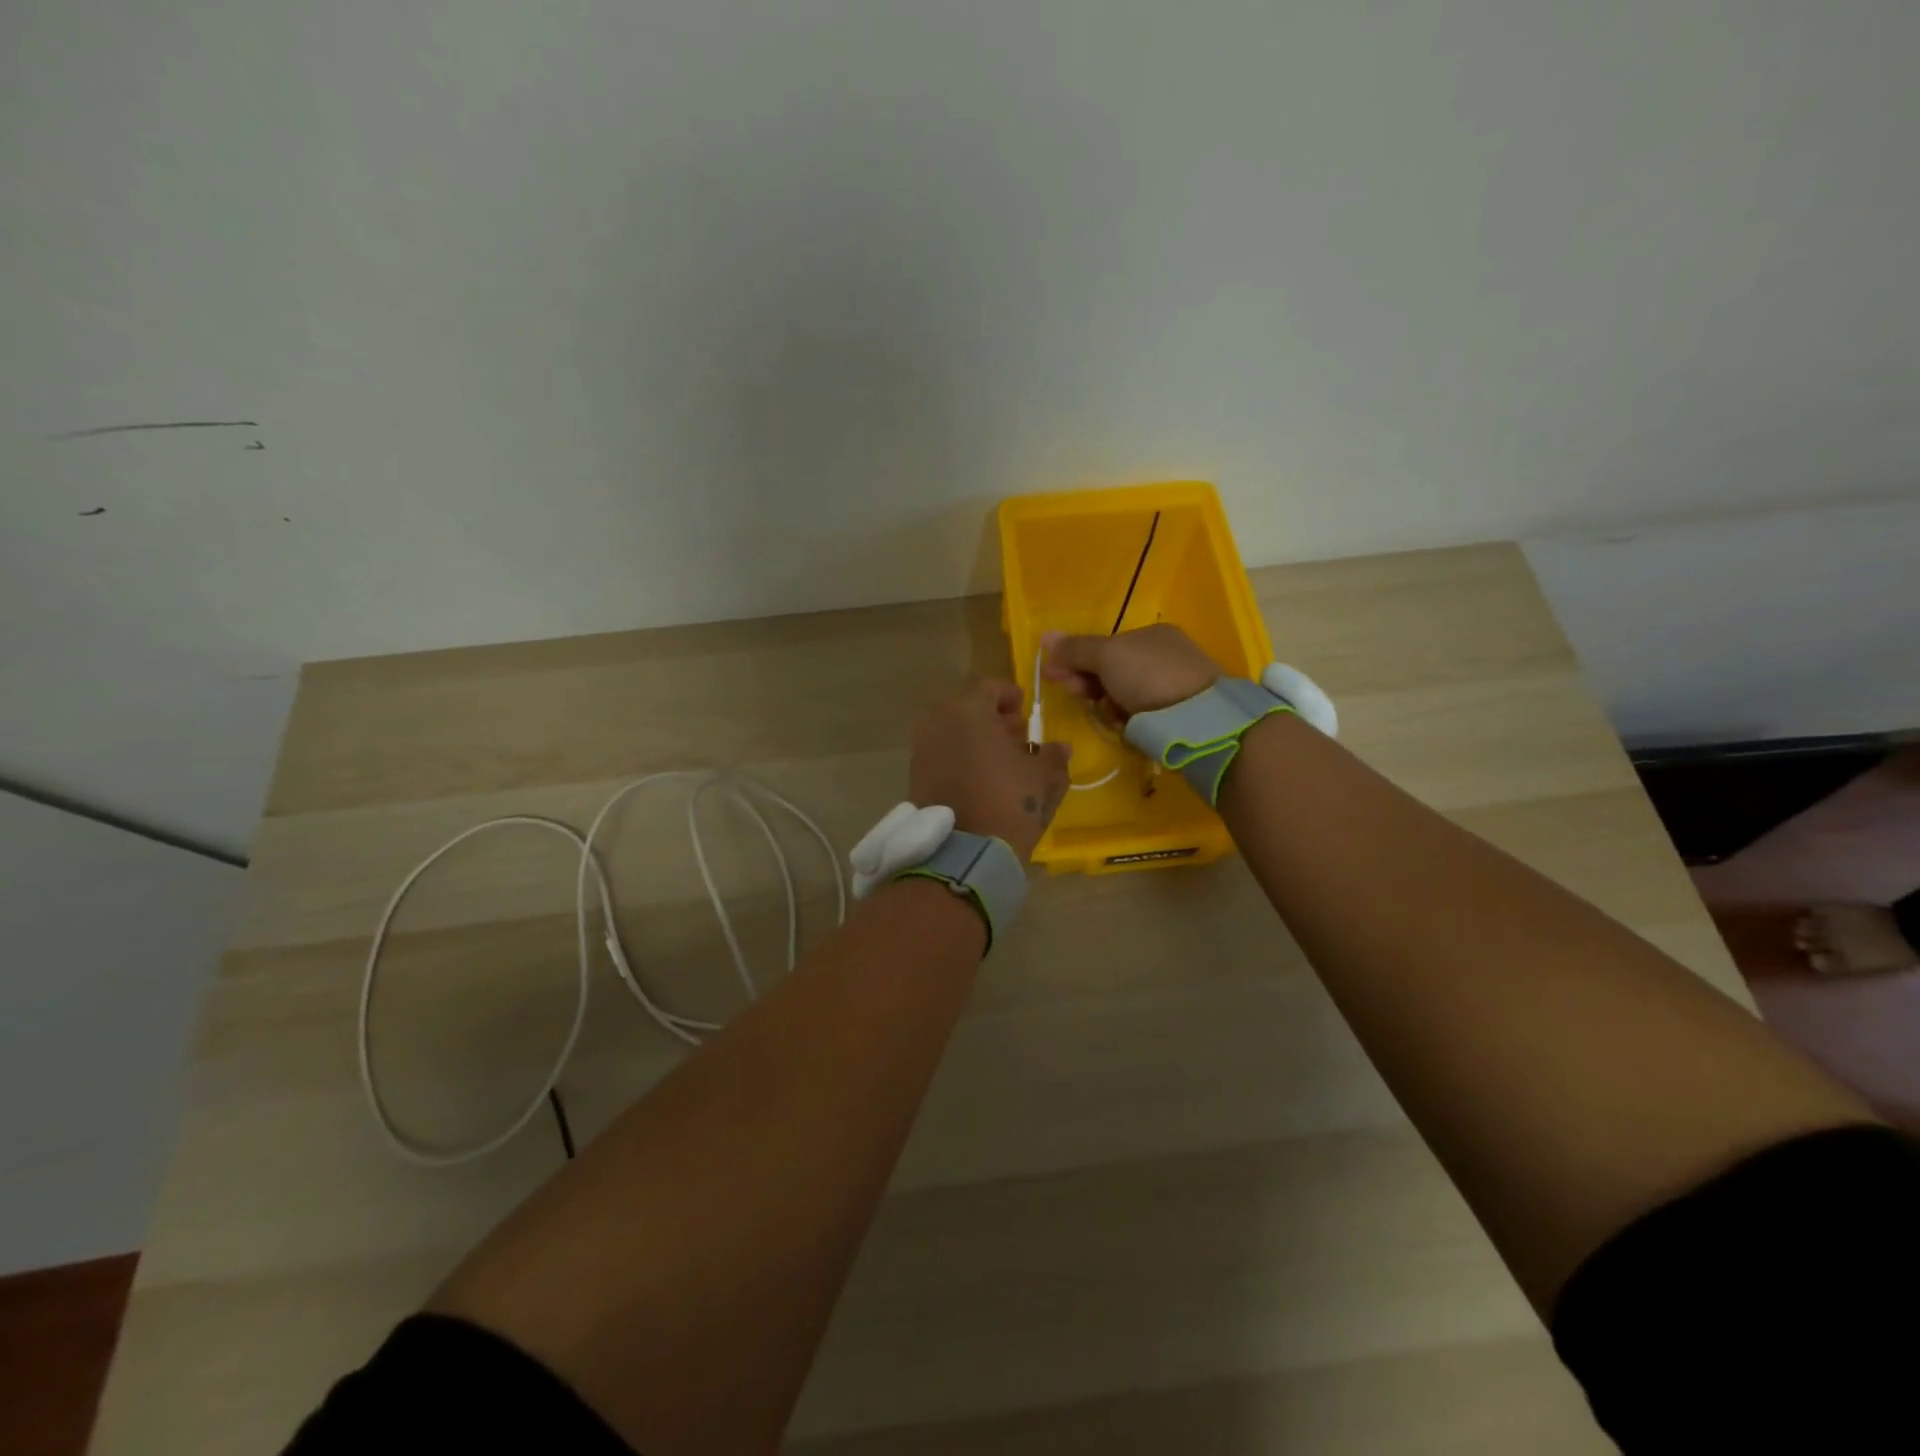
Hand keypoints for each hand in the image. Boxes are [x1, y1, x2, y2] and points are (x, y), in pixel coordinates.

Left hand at [909, 678, 1070, 861]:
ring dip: (973, 738)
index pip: (988, 687)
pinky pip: (940, 755)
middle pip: (965, 708)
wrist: (963, 853)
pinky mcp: (914, 777)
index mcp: (968, 711)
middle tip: (1014, 736)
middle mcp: (938, 722)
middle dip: (990, 718)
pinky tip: (979, 779)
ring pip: (950, 731)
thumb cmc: (1009, 802)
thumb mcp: (1045, 778)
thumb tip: (1059, 748)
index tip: (1024, 711)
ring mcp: (921, 750)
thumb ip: (1053, 756)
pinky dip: (958, 758)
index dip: (1009, 695)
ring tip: (998, 760)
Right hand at [1040, 625, 1222, 716]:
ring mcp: (1175, 684)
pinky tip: (1129, 727)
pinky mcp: (1181, 713)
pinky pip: (1142, 714)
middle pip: (1112, 671)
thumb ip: (1076, 648)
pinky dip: (1130, 720)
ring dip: (1109, 705)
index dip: (1076, 660)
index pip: (1103, 646)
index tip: (1055, 675)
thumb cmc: (1148, 677)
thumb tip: (1045, 635)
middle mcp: (1165, 654)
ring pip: (1125, 695)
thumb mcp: (1106, 656)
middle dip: (1090, 684)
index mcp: (1150, 634)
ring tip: (1110, 716)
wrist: (1198, 718)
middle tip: (1080, 698)